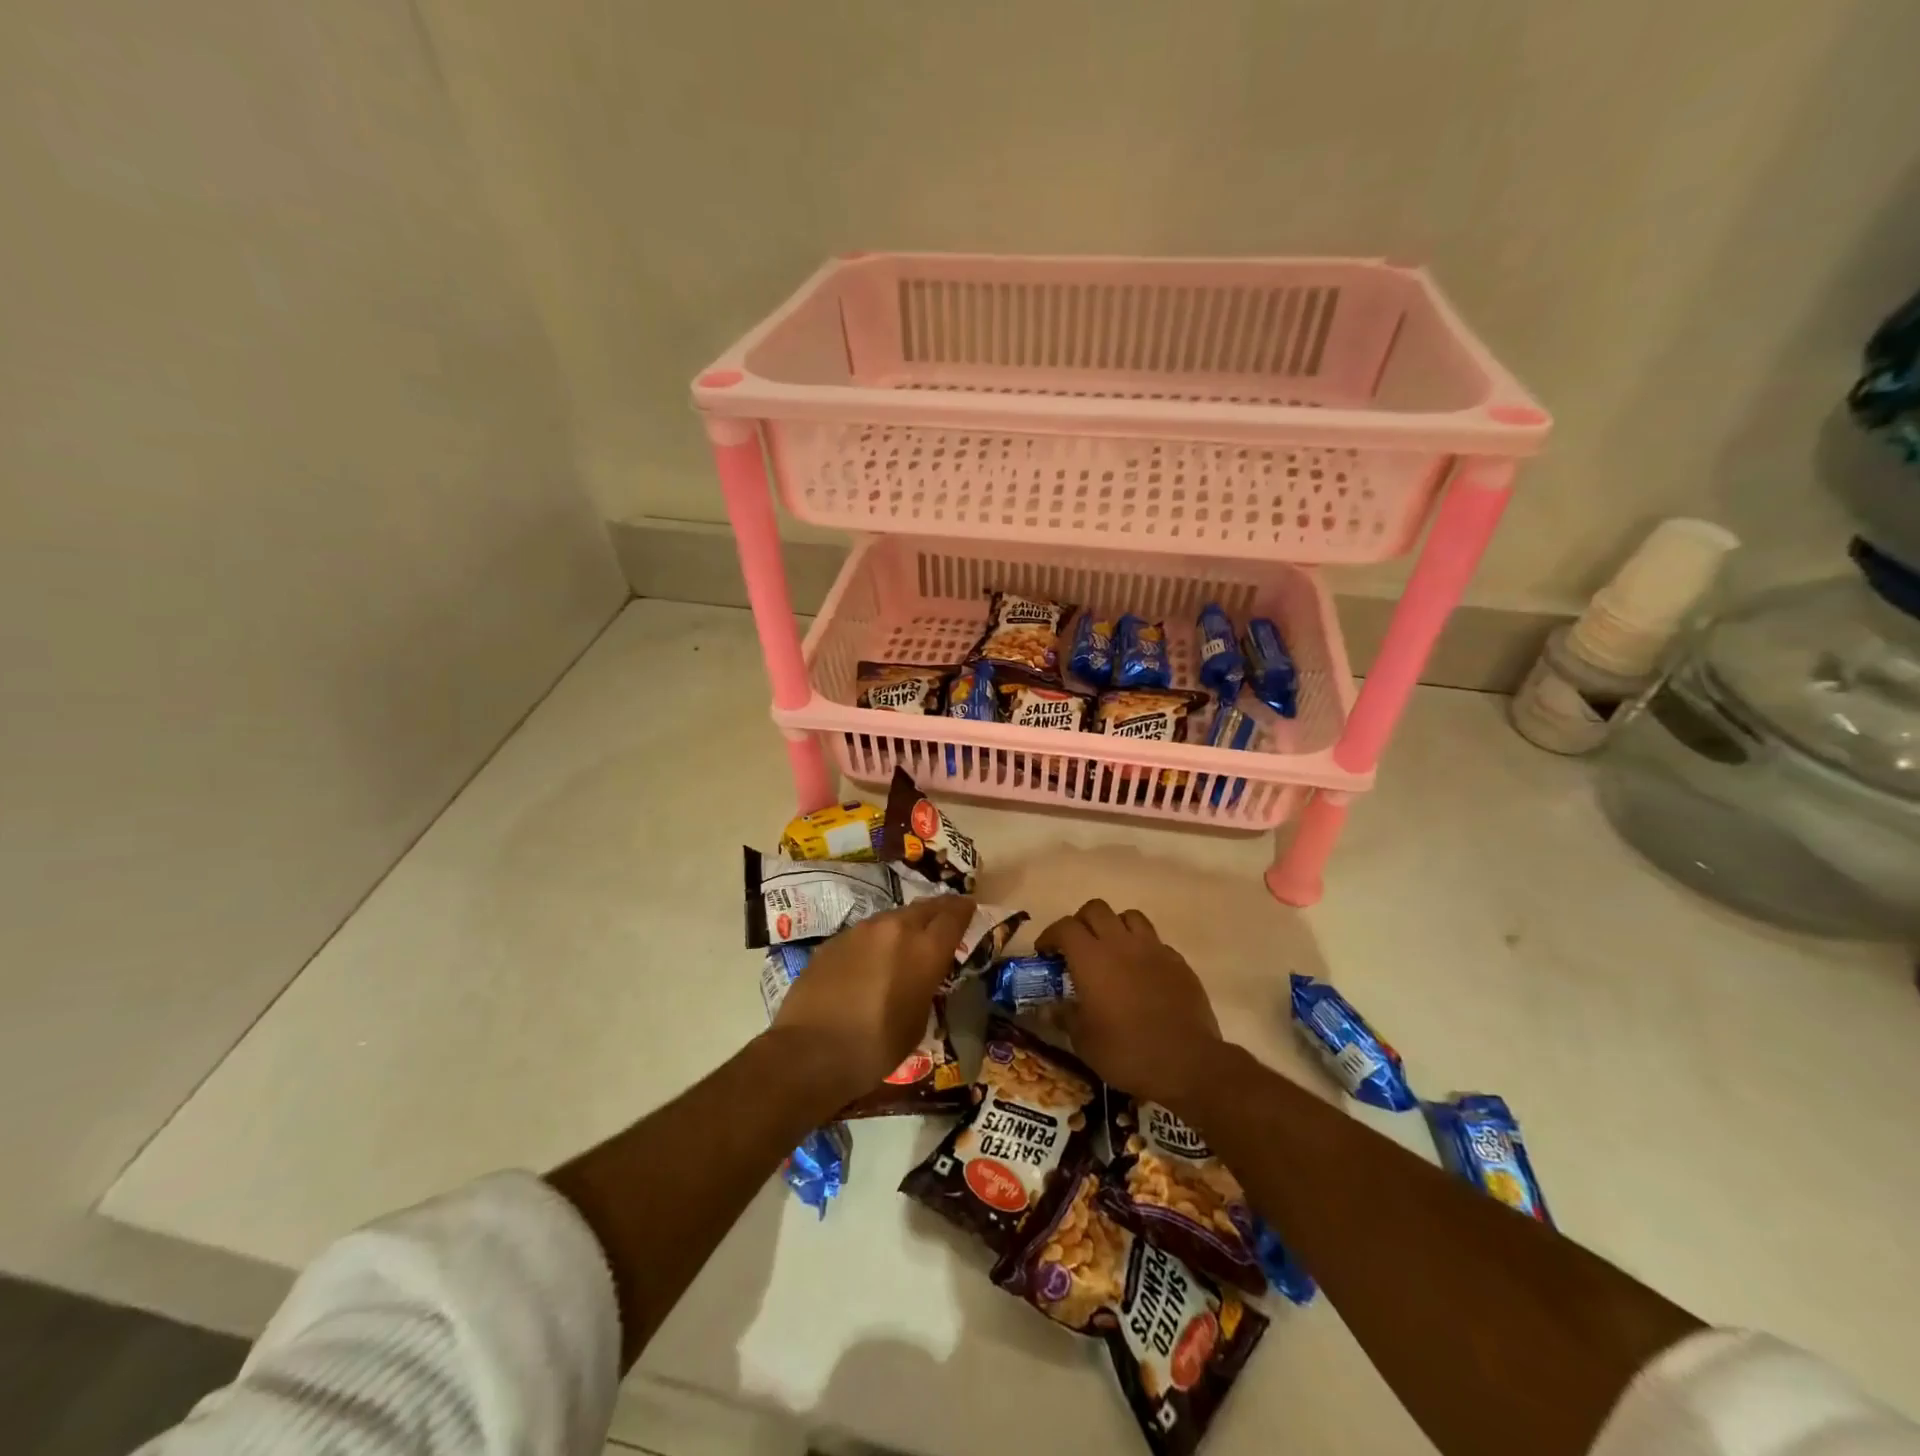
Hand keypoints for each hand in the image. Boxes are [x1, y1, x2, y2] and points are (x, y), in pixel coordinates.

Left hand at [770, 894, 975, 1106]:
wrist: (810, 1051)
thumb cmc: (875, 1047)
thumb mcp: (917, 1023)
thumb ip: (925, 988)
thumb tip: (920, 977)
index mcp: (924, 950)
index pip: (953, 916)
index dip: (965, 910)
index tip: (970, 907)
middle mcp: (895, 929)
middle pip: (925, 907)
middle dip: (938, 910)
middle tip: (946, 917)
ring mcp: (861, 930)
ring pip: (893, 917)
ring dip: (906, 924)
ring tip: (908, 940)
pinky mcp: (834, 940)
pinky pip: (866, 933)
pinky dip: (877, 940)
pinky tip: (872, 960)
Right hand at [1036, 899, 1222, 1111]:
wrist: (1187, 1062)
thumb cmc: (1126, 1051)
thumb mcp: (1084, 1041)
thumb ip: (1065, 1017)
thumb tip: (1049, 1008)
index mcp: (1091, 958)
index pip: (1065, 927)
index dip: (1050, 935)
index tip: (1045, 953)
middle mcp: (1120, 943)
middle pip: (1096, 909)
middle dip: (1081, 922)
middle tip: (1076, 947)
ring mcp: (1153, 949)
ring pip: (1129, 916)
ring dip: (1114, 926)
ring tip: (1111, 950)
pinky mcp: (1178, 962)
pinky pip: (1154, 941)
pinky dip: (1142, 948)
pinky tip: (1141, 972)